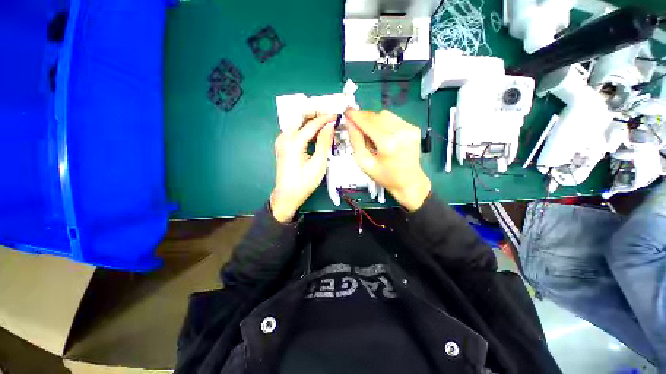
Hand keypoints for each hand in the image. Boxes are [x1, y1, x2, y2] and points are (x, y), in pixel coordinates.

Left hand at [270, 114, 336, 221]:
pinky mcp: (282, 145)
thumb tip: (330, 126)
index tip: (336, 115)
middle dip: (315, 113)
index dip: (325, 118)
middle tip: (329, 115)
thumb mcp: (318, 164)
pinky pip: (294, 130)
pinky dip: (305, 128)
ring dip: (310, 120)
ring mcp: (281, 141)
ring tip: (325, 123)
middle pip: (300, 117)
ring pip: (296, 122)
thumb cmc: (304, 183)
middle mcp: (284, 138)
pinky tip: (315, 133)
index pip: (311, 124)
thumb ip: (324, 143)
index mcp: (293, 143)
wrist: (287, 195)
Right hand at [345, 109, 431, 211]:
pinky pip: (393, 118)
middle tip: (355, 125)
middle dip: (363, 118)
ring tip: (370, 133)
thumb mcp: (364, 163)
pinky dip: (384, 123)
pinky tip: (382, 135)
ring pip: (385, 115)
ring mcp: (409, 128)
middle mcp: (400, 132)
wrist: (408, 182)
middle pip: (376, 115)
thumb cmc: (384, 176)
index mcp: (388, 143)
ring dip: (374, 120)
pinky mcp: (413, 128)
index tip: (346, 112)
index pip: (368, 122)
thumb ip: (356, 141)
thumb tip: (350, 123)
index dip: (355, 115)